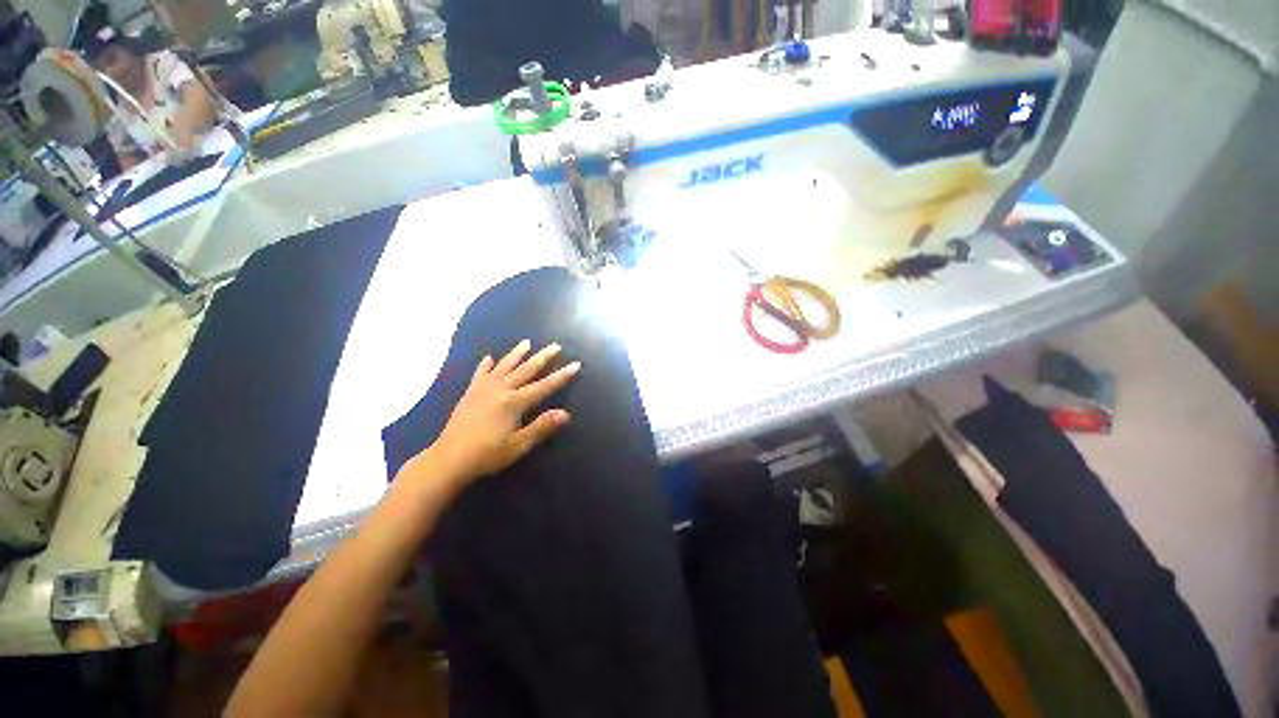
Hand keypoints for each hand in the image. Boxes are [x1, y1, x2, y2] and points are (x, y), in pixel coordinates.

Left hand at [427, 340, 580, 486]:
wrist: (448, 459)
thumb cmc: (487, 455)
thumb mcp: (518, 445)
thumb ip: (541, 427)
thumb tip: (565, 413)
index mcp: (515, 402)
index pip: (545, 386)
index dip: (562, 375)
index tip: (576, 364)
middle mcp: (501, 390)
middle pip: (526, 370)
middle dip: (542, 357)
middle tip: (555, 346)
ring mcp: (483, 389)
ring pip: (504, 366)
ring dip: (516, 354)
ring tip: (526, 342)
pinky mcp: (470, 394)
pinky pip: (480, 374)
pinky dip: (485, 365)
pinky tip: (489, 358)